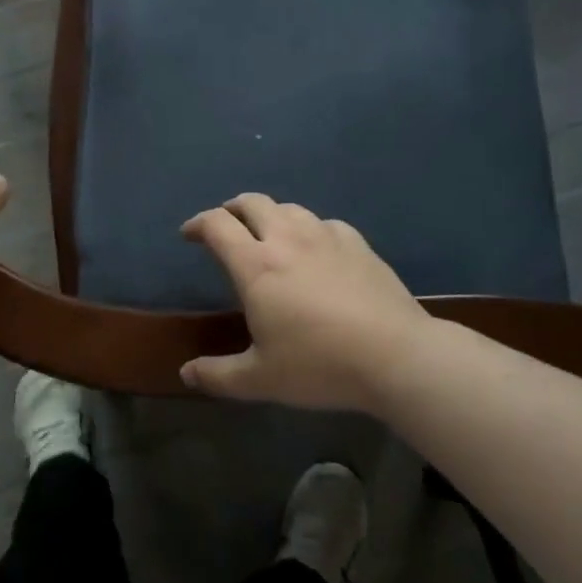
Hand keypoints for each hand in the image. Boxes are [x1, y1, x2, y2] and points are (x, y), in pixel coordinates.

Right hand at [179, 194, 430, 411]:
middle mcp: (287, 239)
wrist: (395, 356)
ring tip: (268, 234)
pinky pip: (324, 223)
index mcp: (256, 265)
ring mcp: (325, 236)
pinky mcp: (357, 243)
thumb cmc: (319, 365)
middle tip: (227, 227)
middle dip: (232, 209)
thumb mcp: (261, 380)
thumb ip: (218, 375)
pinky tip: (316, 248)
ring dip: (270, 215)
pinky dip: (309, 229)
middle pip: (252, 203)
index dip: (198, 224)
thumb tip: (186, 373)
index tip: (189, 234)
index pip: (217, 225)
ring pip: (289, 208)